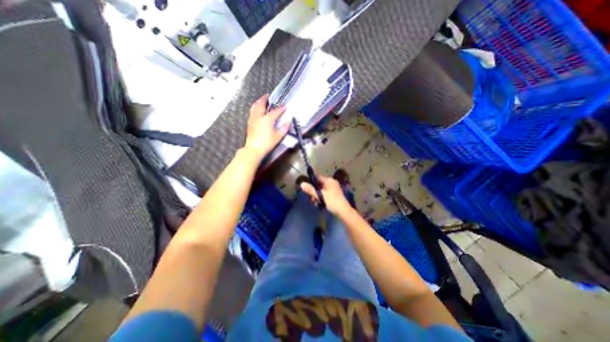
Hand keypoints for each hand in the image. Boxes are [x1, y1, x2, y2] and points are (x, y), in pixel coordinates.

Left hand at [243, 93, 289, 157]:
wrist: (254, 149)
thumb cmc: (266, 143)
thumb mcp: (277, 137)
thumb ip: (283, 129)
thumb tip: (288, 124)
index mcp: (267, 119)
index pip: (275, 111)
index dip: (281, 109)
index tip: (285, 107)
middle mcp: (259, 117)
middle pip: (261, 105)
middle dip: (265, 99)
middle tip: (267, 96)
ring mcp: (253, 120)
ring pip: (255, 107)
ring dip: (258, 102)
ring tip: (261, 100)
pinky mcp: (249, 124)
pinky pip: (252, 112)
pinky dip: (255, 108)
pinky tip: (256, 110)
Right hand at [299, 174, 352, 214]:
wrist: (343, 211)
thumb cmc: (332, 201)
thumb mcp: (320, 195)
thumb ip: (310, 189)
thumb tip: (301, 184)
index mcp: (329, 180)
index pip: (317, 177)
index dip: (311, 181)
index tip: (306, 187)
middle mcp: (332, 183)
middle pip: (319, 184)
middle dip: (314, 191)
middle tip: (312, 199)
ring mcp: (334, 189)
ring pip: (322, 190)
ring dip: (317, 196)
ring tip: (316, 203)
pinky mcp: (335, 195)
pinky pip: (326, 194)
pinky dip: (322, 198)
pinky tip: (320, 204)